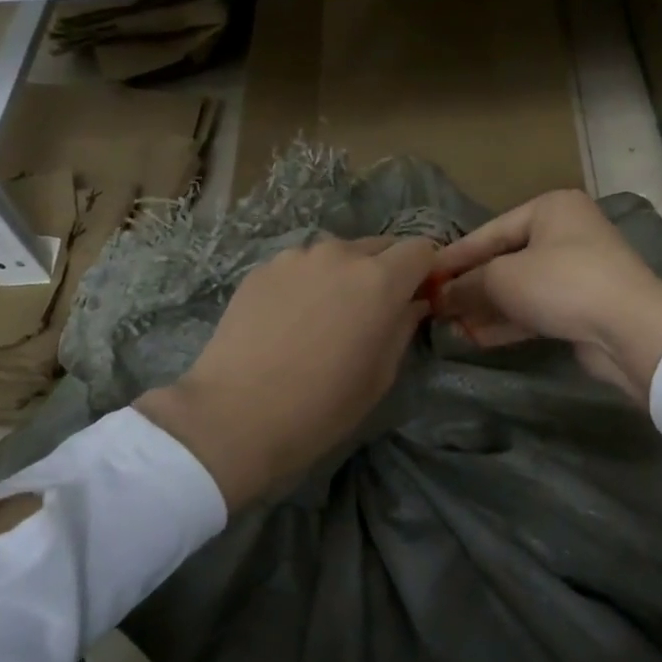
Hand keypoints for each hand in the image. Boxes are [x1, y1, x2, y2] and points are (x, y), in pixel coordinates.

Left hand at [134, 235, 437, 510]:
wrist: (235, 415)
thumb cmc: (322, 406)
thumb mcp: (380, 375)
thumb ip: (403, 327)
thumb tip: (412, 304)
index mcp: (379, 280)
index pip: (421, 249)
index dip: (426, 270)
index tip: (420, 296)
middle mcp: (340, 254)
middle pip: (380, 246)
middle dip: (387, 271)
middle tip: (375, 310)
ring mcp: (296, 257)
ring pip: (337, 254)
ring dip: (345, 275)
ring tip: (327, 315)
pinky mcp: (262, 268)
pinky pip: (301, 266)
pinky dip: (308, 282)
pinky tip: (291, 319)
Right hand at [429, 190, 661, 404]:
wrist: (629, 328)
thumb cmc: (562, 283)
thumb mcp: (503, 277)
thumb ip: (467, 284)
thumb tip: (440, 297)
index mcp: (550, 209)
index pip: (490, 231)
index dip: (455, 256)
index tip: (424, 276)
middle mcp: (566, 233)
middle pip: (505, 260)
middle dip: (470, 286)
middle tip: (435, 305)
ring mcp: (577, 271)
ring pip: (520, 288)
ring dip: (485, 308)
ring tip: (450, 326)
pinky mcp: (582, 306)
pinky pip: (536, 310)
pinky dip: (507, 322)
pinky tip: (476, 337)